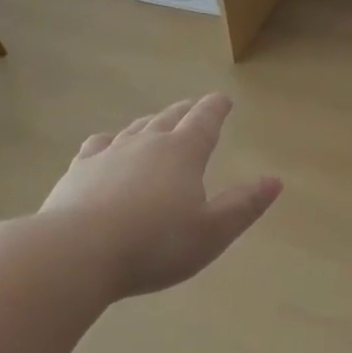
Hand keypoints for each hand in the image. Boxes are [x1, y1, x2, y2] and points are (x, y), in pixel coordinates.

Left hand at [38, 92, 281, 297]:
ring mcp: (107, 154)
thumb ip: (244, 205)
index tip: (223, 99)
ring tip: (156, 124)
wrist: (76, 253)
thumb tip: (275, 180)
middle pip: (169, 118)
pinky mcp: (77, 172)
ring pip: (134, 129)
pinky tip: (107, 147)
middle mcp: (145, 143)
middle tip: (194, 108)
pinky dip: (110, 142)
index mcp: (182, 153)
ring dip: (150, 123)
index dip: (216, 108)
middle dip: (185, 112)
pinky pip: (98, 146)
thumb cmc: (155, 244)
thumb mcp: (212, 232)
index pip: (204, 121)